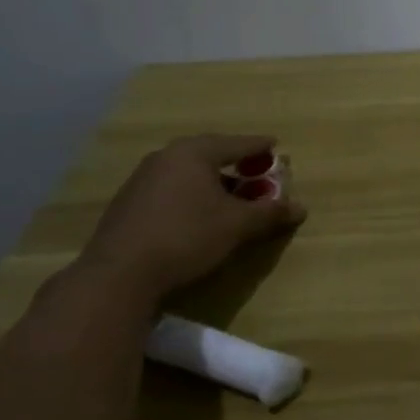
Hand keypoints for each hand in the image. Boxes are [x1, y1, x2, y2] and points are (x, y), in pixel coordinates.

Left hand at [79, 134, 306, 306]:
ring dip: (213, 182)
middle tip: (256, 172)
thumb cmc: (186, 237)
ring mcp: (141, 180)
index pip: (237, 143)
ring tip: (231, 197)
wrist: (117, 276)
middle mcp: (165, 157)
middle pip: (210, 154)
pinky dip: (191, 195)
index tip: (276, 146)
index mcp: (194, 153)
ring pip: (188, 173)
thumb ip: (270, 213)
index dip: (260, 147)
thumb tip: (301, 208)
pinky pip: (171, 189)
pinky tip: (199, 215)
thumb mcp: (237, 226)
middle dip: (236, 164)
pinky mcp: (128, 204)